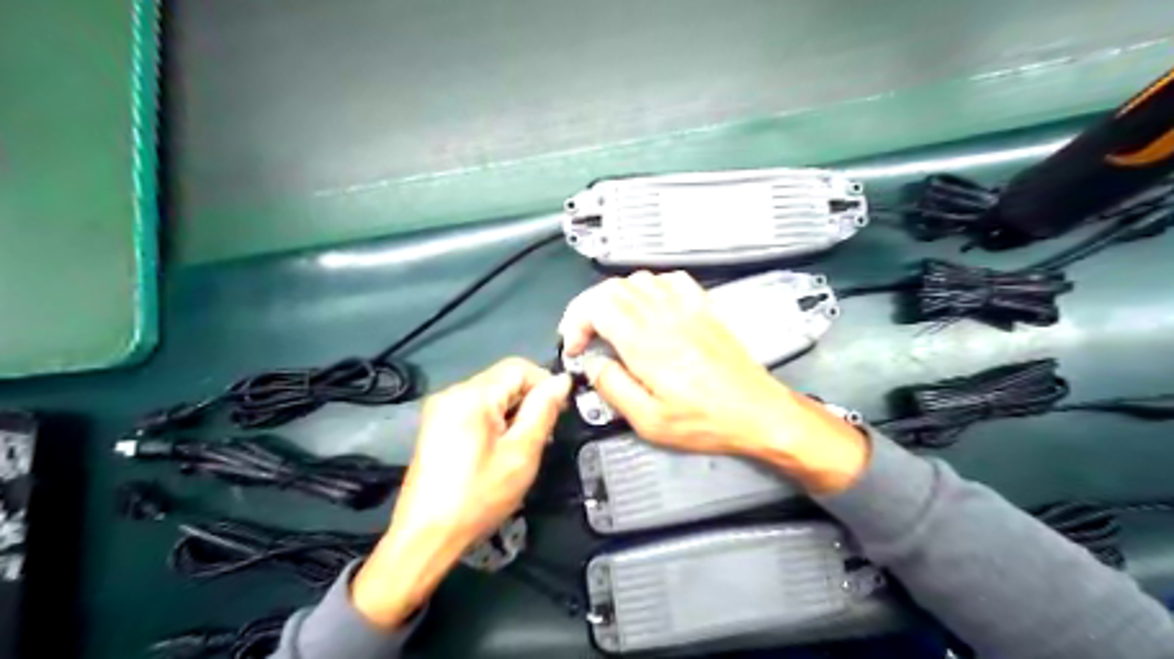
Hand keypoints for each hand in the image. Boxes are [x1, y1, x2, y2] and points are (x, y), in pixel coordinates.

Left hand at [350, 360, 571, 626]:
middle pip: (503, 379)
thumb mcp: (521, 453)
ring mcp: (440, 409)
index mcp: (471, 395)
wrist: (426, 536)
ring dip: (513, 412)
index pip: (518, 367)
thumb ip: (543, 410)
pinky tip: (499, 449)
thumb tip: (562, 381)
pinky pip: (475, 409)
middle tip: (543, 435)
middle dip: (528, 400)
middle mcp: (452, 392)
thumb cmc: (478, 496)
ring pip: (491, 395)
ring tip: (523, 446)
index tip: (560, 411)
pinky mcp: (436, 425)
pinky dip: (495, 421)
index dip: (545, 383)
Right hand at [558, 270, 868, 494]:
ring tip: (612, 325)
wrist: (758, 412)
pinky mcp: (705, 308)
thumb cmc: (705, 422)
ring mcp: (687, 308)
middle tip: (586, 337)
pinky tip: (649, 308)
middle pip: (612, 288)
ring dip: (615, 298)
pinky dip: (650, 287)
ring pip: (638, 280)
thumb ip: (613, 388)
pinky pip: (671, 280)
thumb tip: (593, 365)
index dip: (576, 322)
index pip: (596, 306)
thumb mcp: (649, 421)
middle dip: (588, 309)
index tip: (575, 347)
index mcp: (645, 343)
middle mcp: (663, 316)